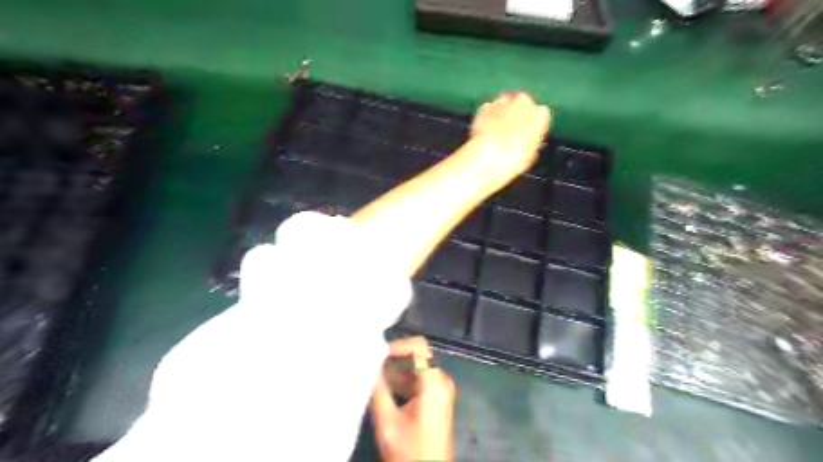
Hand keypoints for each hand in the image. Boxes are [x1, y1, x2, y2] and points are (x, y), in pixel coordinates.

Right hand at [371, 336, 455, 461]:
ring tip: (370, 378)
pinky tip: (381, 391)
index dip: (397, 345)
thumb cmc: (410, 451)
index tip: (376, 355)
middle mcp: (440, 380)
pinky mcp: (435, 400)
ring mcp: (439, 390)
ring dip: (393, 371)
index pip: (418, 345)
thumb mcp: (388, 421)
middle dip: (391, 359)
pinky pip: (417, 381)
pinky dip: (399, 382)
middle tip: (368, 366)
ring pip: (414, 369)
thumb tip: (367, 363)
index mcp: (434, 381)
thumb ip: (378, 389)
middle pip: (415, 356)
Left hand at [469, 90, 552, 182]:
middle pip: (522, 103)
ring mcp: (503, 102)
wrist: (490, 156)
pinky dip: (487, 116)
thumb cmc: (516, 160)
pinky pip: (489, 109)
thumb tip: (526, 140)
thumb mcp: (531, 153)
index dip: (533, 124)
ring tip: (496, 129)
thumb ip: (531, 140)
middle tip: (510, 129)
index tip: (527, 134)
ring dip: (501, 112)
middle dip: (517, 113)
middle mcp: (524, 102)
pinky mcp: (485, 107)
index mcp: (541, 115)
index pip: (541, 115)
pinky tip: (484, 129)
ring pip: (504, 103)